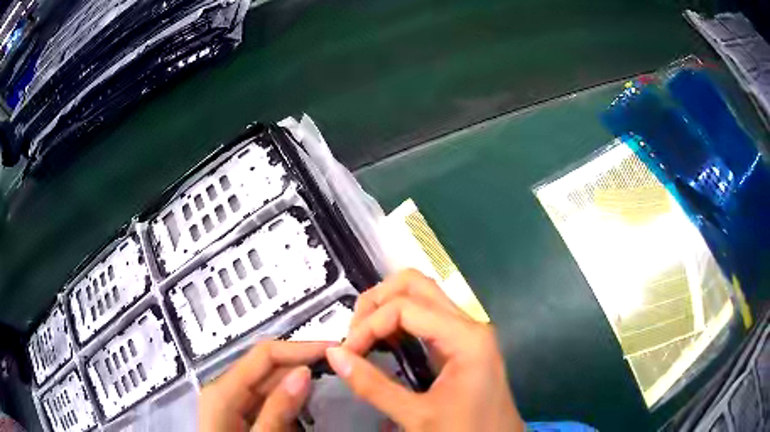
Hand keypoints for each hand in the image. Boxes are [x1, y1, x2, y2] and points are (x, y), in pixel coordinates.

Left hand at [199, 340, 328, 431]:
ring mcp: (234, 401)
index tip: (335, 350)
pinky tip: (309, 403)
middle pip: (268, 367)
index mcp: (223, 389)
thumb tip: (305, 371)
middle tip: (340, 367)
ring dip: (300, 382)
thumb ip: (277, 410)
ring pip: (271, 383)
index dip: (300, 348)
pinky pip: (269, 400)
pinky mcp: (242, 413)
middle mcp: (226, 388)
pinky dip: (291, 400)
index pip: (265, 355)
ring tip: (333, 380)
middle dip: (303, 364)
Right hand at [325, 269, 525, 431]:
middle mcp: (469, 324)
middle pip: (416, 286)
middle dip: (377, 302)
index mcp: (465, 337)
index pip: (405, 307)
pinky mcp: (461, 344)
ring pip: (422, 296)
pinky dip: (399, 322)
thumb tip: (334, 354)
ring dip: (387, 308)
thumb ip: (373, 386)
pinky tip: (382, 342)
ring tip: (363, 337)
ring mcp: (467, 332)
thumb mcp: (417, 416)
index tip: (347, 353)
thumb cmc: (465, 431)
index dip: (369, 325)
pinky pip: (427, 317)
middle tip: (354, 334)